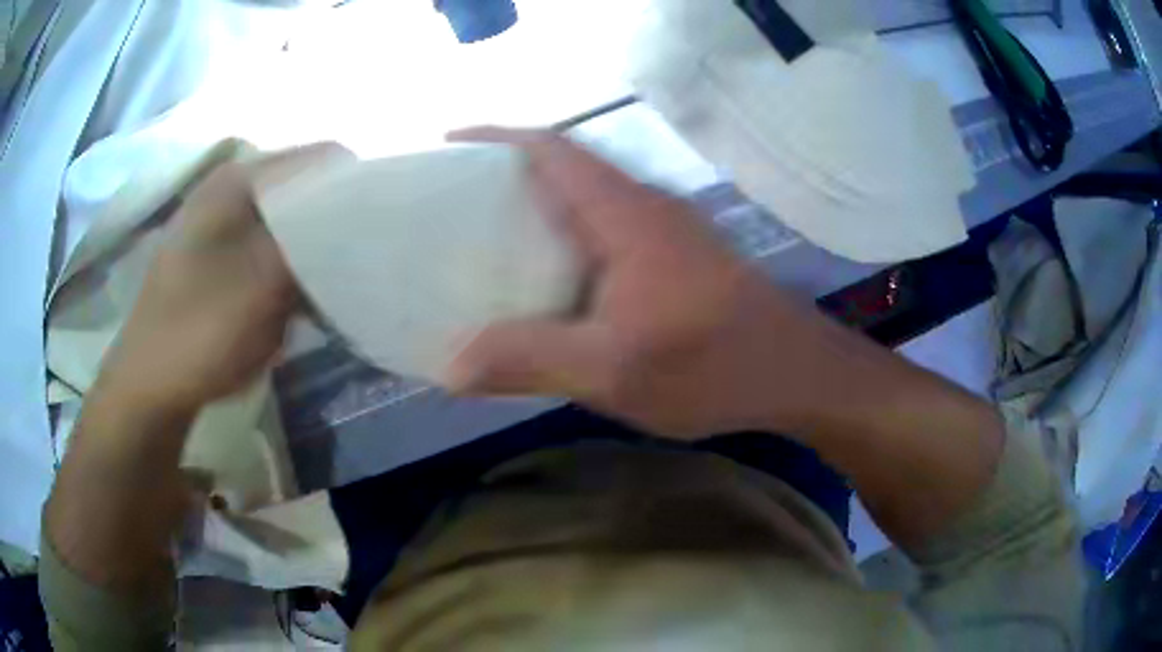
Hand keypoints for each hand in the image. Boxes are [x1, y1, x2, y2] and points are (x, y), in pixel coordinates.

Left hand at [98, 143, 348, 412]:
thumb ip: (315, 242)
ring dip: (316, 254)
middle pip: (306, 190)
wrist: (150, 387)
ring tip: (333, 290)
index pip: (322, 159)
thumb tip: (365, 216)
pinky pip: (273, 251)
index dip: (357, 189)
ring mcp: (225, 226)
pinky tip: (300, 304)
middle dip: (337, 225)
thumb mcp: (263, 286)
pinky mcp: (223, 259)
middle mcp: (233, 191)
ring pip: (292, 224)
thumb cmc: (198, 332)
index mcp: (239, 180)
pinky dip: (294, 272)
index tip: (380, 233)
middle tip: (360, 268)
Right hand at [446, 128, 840, 438]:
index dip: (494, 139)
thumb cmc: (716, 365)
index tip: (446, 149)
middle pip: (563, 169)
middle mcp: (644, 207)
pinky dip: (565, 243)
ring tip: (483, 244)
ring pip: (584, 202)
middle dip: (503, 177)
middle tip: (450, 208)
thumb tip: (450, 368)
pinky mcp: (676, 258)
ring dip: (535, 211)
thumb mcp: (615, 370)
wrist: (798, 374)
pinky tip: (548, 284)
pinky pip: (604, 233)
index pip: (550, 149)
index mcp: (624, 213)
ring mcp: (665, 231)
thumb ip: (531, 361)